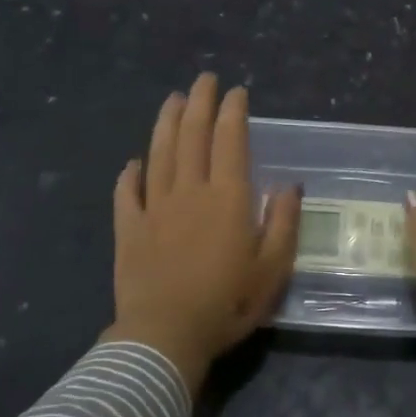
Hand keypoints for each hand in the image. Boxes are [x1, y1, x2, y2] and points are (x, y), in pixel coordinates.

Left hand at [105, 73, 300, 395]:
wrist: (165, 337)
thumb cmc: (227, 304)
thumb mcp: (272, 270)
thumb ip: (283, 224)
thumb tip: (288, 186)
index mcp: (227, 198)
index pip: (230, 141)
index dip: (233, 112)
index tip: (236, 91)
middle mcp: (189, 191)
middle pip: (192, 135)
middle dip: (199, 103)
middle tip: (204, 79)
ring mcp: (154, 207)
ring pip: (160, 153)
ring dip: (166, 123)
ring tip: (172, 99)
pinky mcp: (129, 228)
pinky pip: (127, 193)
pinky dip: (130, 174)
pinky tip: (133, 162)